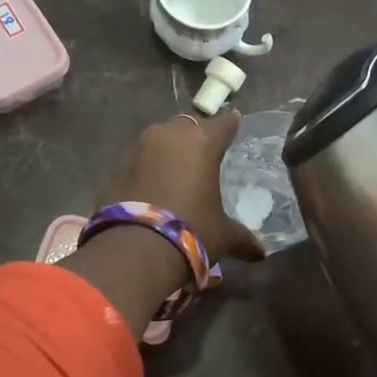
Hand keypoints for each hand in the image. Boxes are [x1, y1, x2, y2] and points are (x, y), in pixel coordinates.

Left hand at [100, 110, 265, 265]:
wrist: (135, 250)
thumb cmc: (192, 232)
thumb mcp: (223, 235)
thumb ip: (243, 238)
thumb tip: (260, 253)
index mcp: (202, 143)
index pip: (223, 124)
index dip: (231, 124)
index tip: (235, 122)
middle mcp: (169, 136)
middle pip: (187, 126)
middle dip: (195, 137)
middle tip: (204, 154)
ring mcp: (139, 149)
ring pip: (159, 140)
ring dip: (168, 152)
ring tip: (177, 173)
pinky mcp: (116, 168)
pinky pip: (139, 161)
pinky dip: (148, 170)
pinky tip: (154, 189)